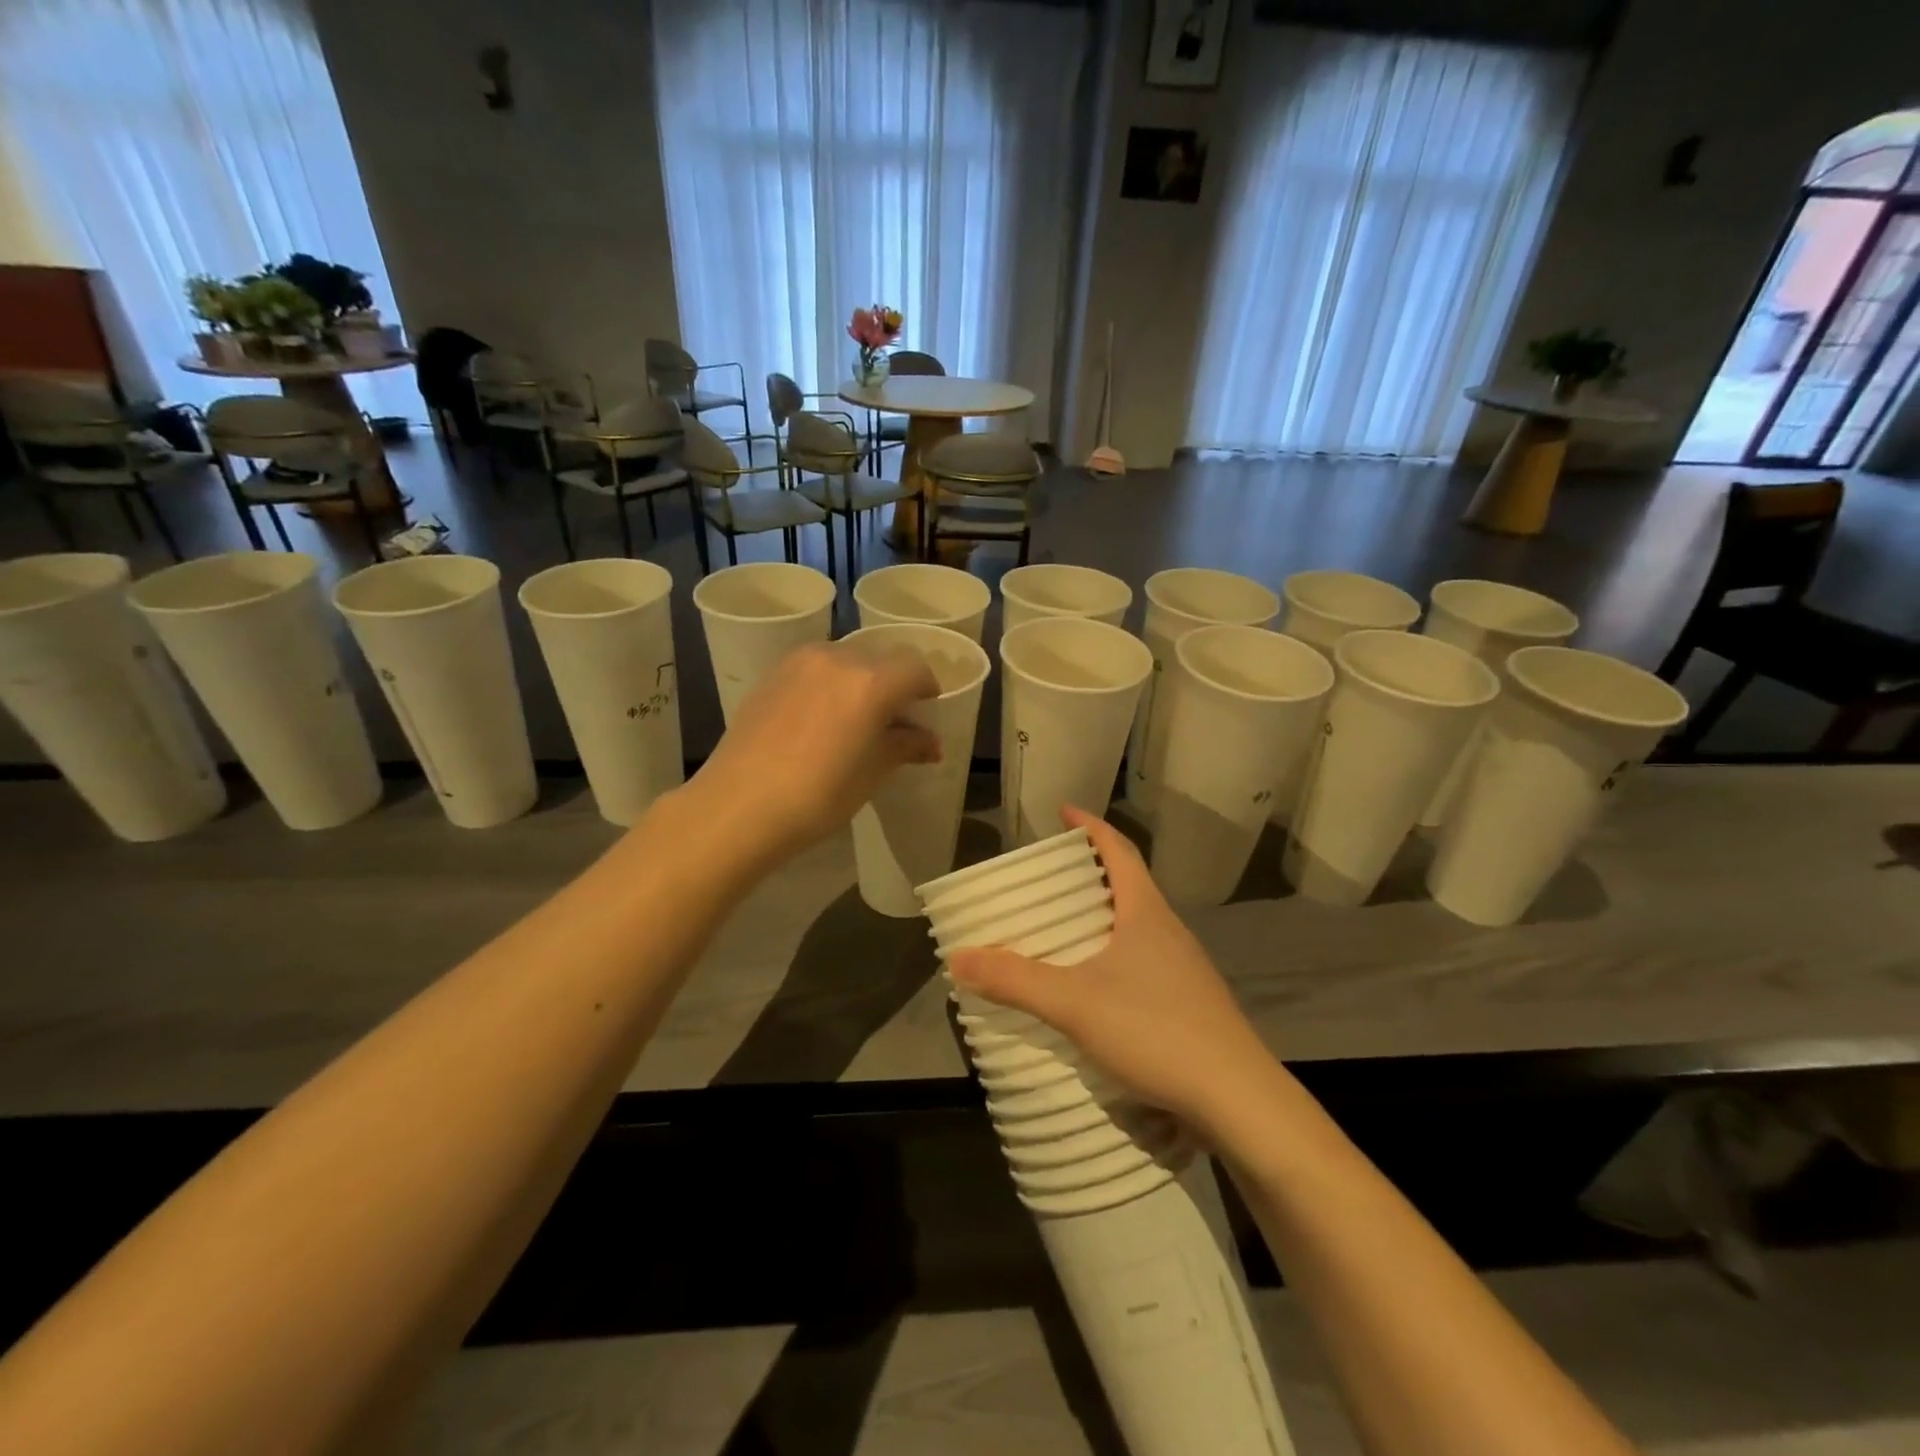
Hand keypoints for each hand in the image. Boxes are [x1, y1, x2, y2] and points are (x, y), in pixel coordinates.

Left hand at [678, 642, 940, 874]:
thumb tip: (931, 743)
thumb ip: (906, 747)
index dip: (927, 689)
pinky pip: (815, 669)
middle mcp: (838, 658)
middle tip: (891, 721)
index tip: (926, 712)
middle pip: (880, 659)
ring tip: (853, 721)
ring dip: (859, 682)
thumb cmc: (819, 795)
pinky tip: (819, 721)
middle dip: (893, 685)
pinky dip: (828, 684)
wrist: (739, 806)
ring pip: (845, 661)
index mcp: (871, 681)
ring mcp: (799, 663)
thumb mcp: (873, 773)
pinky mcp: (772, 675)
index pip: (915, 668)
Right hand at [947, 807, 1279, 1138]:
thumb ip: (1015, 980)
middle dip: (1090, 874)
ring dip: (1103, 918)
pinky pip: (1145, 961)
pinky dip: (1114, 957)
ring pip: (1138, 926)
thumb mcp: (1074, 1003)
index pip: (1118, 850)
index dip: (1090, 826)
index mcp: (1146, 912)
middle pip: (1128, 885)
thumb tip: (958, 957)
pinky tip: (1096, 987)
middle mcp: (1169, 930)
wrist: (1237, 1098)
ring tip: (1065, 931)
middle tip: (1050, 879)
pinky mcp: (1191, 1003)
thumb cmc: (1156, 1030)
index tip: (1064, 812)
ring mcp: (1185, 968)